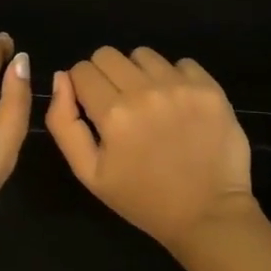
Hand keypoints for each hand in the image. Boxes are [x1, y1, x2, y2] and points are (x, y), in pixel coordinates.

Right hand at [45, 46, 255, 252]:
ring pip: (143, 55)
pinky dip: (175, 78)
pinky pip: (182, 62)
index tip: (94, 108)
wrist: (208, 215)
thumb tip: (61, 77)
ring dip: (140, 73)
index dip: (82, 87)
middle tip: (120, 105)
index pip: (82, 70)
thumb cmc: (143, 199)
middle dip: (106, 75)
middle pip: (108, 54)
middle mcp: (145, 91)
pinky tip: (179, 105)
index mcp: (113, 114)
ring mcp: (180, 87)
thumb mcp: (89, 173)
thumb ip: (64, 122)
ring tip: (151, 104)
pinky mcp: (209, 88)